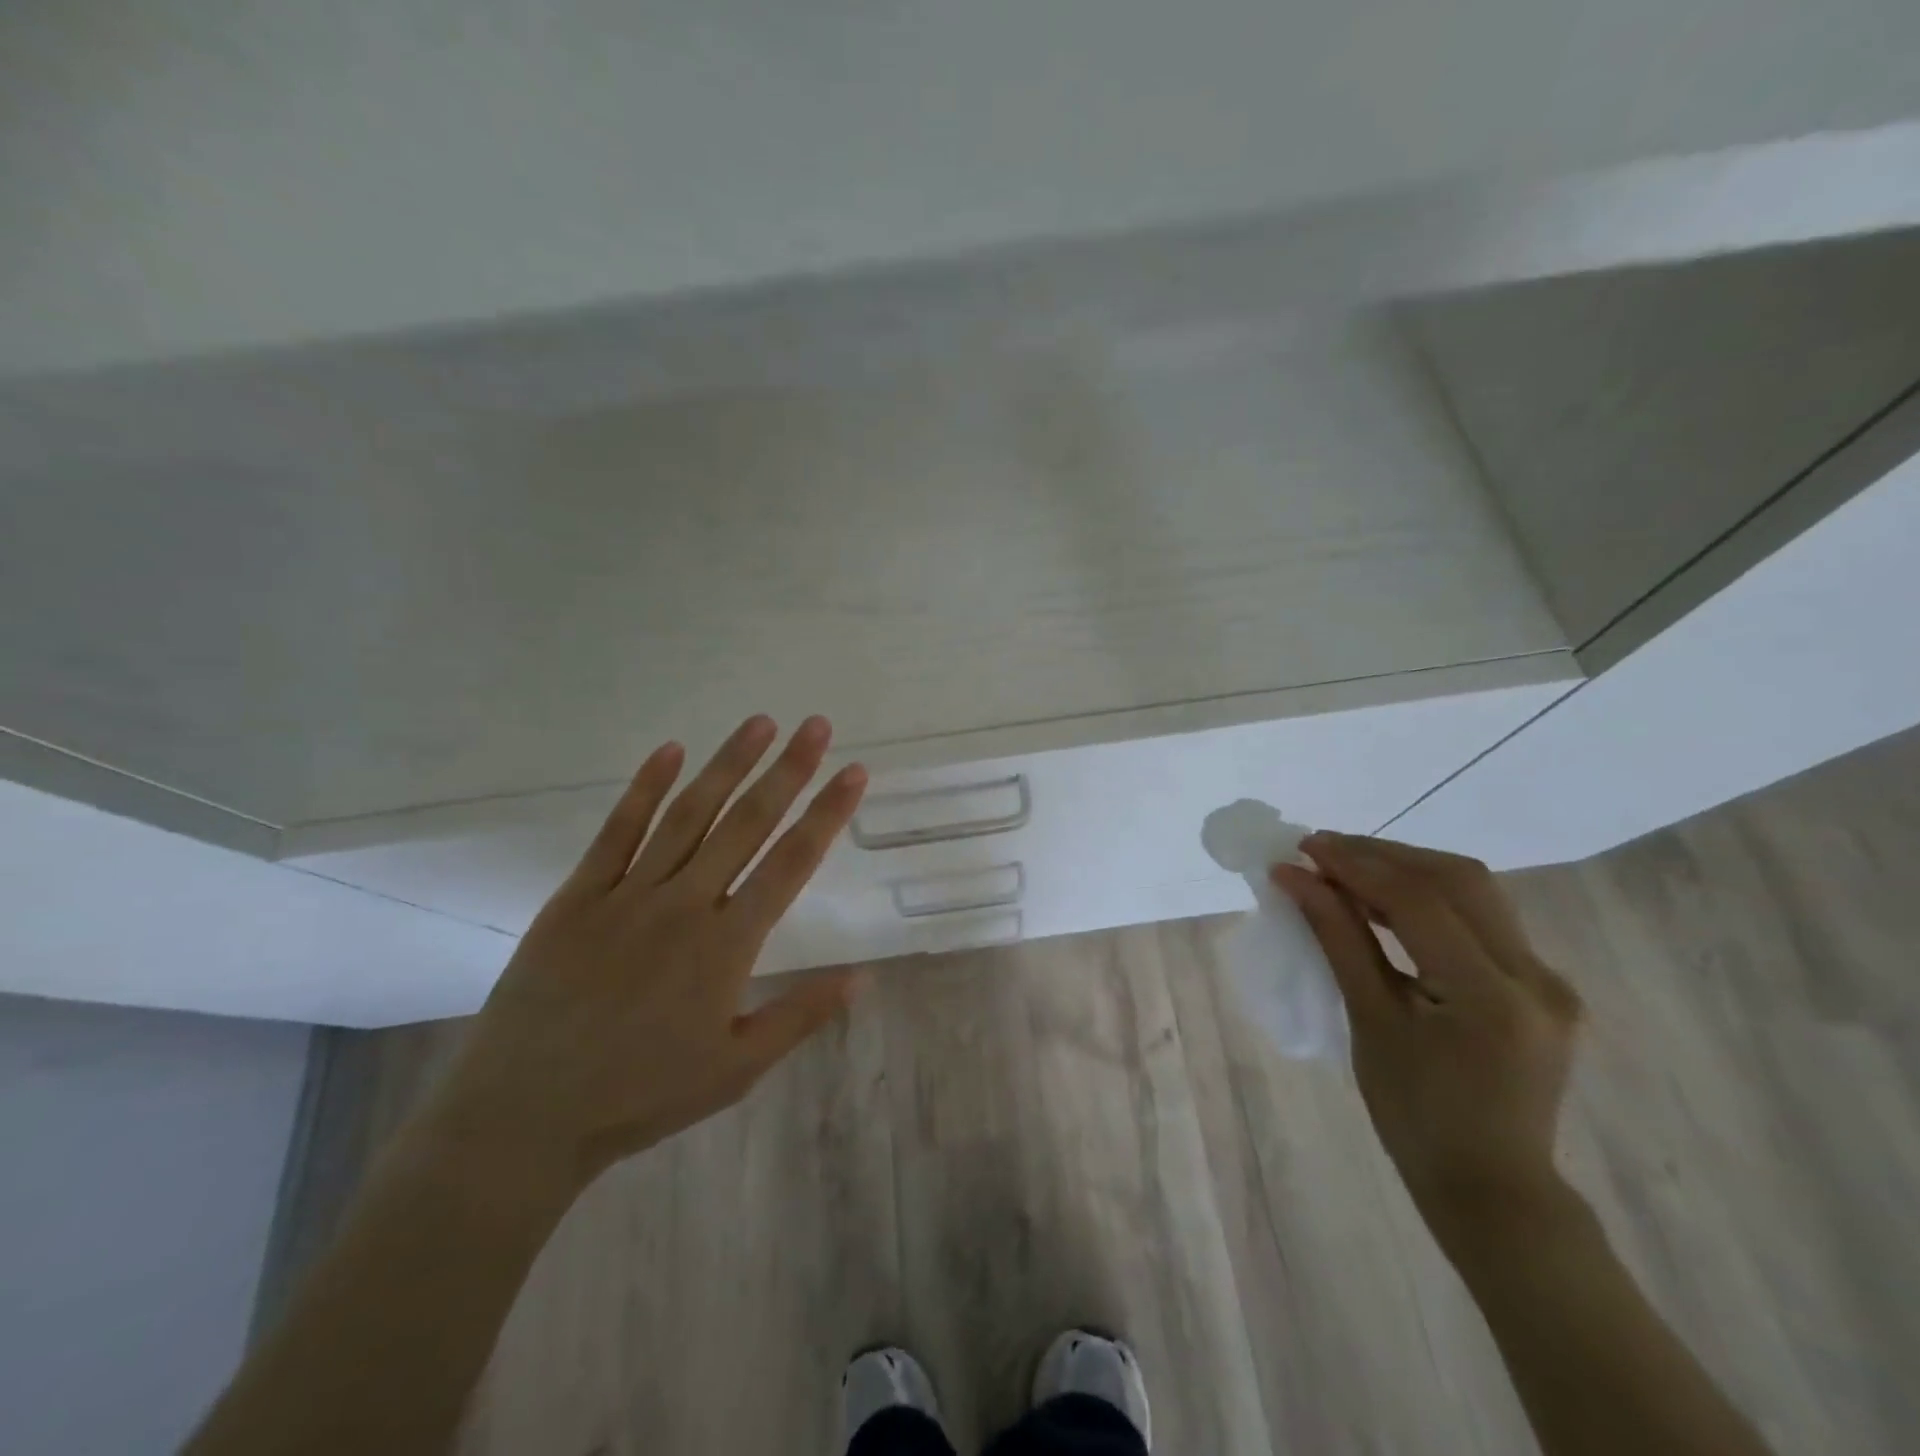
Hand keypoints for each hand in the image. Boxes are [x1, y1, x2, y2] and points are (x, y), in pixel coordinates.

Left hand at [427, 714, 868, 1194]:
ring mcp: (628, 894)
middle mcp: (684, 905)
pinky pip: (617, 832)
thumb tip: (861, 977)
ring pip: (688, 815)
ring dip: (726, 765)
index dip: (827, 814)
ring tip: (759, 723)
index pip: (791, 864)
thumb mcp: (735, 1069)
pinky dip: (645, 789)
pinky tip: (670, 751)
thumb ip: (799, 1016)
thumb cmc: (640, 1094)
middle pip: (746, 824)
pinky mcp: (578, 896)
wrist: (523, 1115)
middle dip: (787, 772)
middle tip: (816, 726)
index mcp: (726, 945)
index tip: (853, 771)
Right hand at [1273, 834, 1582, 1251]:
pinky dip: (1430, 897)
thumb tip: (1295, 878)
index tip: (1303, 848)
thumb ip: (1338, 938)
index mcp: (1491, 996)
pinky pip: (1483, 919)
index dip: (1356, 865)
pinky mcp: (1542, 985)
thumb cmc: (1415, 1115)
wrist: (1491, 1187)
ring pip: (1475, 891)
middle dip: (1383, 855)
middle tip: (1322, 851)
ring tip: (1347, 867)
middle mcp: (1535, 977)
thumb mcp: (1369, 1022)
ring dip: (1408, 868)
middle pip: (1457, 880)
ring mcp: (1548, 980)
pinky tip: (1388, 900)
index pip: (1419, 901)